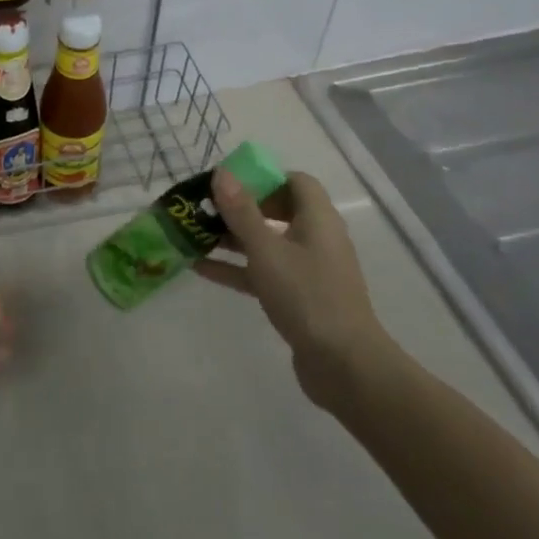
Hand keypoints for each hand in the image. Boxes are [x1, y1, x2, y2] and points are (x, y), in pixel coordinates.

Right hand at [194, 170, 396, 412]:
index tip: (230, 184)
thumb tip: (223, 173)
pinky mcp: (298, 298)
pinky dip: (236, 267)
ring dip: (232, 238)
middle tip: (205, 208)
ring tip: (193, 234)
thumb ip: (242, 212)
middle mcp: (315, 239)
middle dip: (240, 208)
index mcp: (317, 219)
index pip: (295, 182)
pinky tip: (199, 267)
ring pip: (266, 243)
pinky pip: (263, 272)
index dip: (263, 178)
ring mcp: (308, 270)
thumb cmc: (306, 296)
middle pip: (277, 211)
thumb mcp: (266, 250)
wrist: (344, 365)